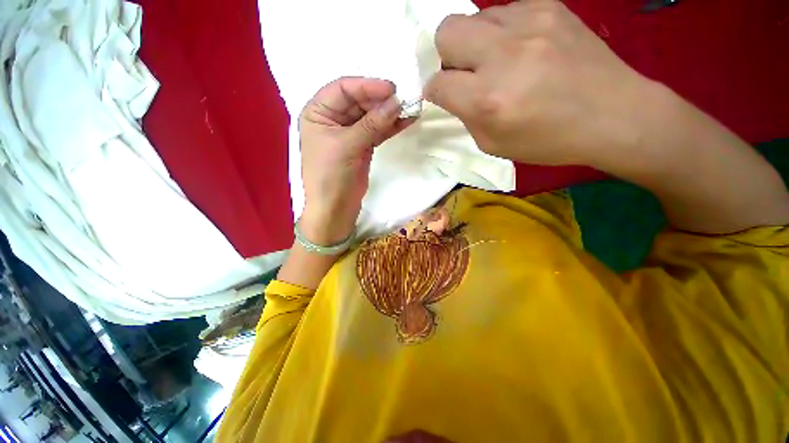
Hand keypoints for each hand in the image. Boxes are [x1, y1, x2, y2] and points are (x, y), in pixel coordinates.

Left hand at [299, 77, 414, 244]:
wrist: (335, 208)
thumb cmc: (330, 176)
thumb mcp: (347, 146)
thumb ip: (371, 124)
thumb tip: (397, 102)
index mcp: (318, 112)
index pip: (343, 89)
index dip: (367, 86)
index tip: (391, 89)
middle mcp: (333, 119)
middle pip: (359, 101)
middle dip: (381, 100)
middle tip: (405, 100)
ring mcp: (350, 133)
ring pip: (371, 116)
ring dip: (389, 113)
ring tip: (411, 108)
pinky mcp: (363, 146)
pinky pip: (378, 131)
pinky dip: (391, 127)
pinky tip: (406, 121)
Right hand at [424, 0, 658, 166]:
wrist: (613, 114)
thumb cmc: (548, 140)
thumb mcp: (493, 144)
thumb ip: (466, 116)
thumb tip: (452, 92)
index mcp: (487, 100)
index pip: (438, 83)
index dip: (434, 90)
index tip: (443, 94)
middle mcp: (503, 56)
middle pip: (446, 31)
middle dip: (446, 55)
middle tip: (465, 72)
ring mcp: (529, 23)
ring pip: (474, 17)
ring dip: (475, 42)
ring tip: (498, 61)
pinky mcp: (549, 6)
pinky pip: (504, 11)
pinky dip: (501, 31)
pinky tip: (520, 49)